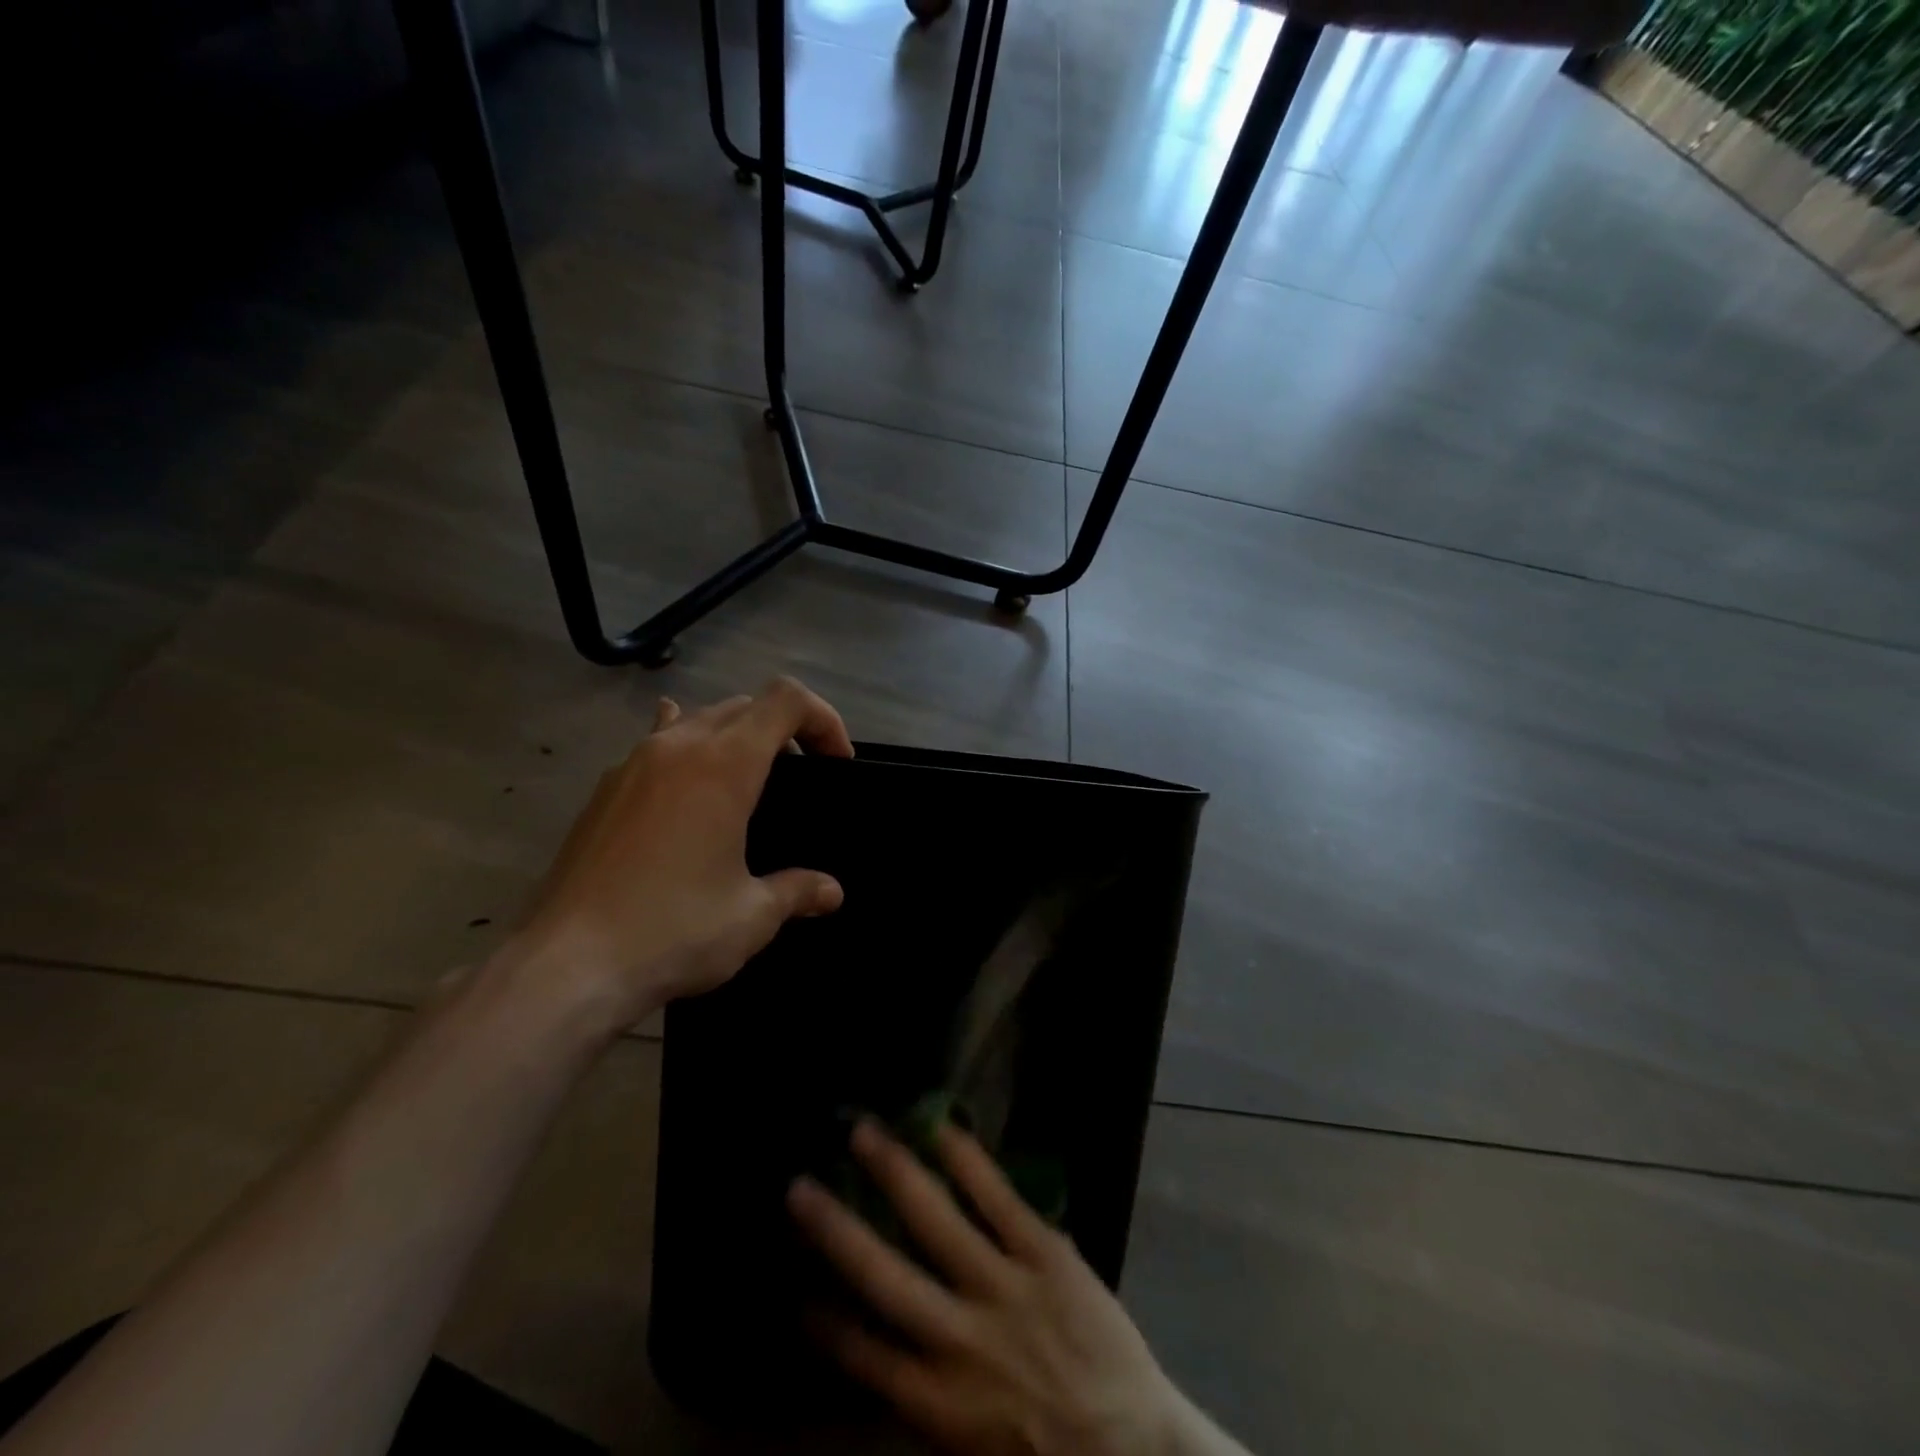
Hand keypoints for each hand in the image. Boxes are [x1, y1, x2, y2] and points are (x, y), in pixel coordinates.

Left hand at [505, 676, 852, 1033]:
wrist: (565, 967)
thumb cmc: (672, 931)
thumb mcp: (751, 915)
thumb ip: (798, 890)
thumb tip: (831, 891)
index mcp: (724, 764)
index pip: (786, 700)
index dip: (824, 719)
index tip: (836, 763)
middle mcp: (678, 747)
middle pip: (745, 705)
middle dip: (786, 729)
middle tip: (803, 776)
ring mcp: (634, 763)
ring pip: (699, 719)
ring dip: (737, 736)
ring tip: (750, 781)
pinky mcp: (605, 790)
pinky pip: (656, 743)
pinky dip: (686, 745)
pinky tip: (685, 772)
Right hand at [789, 1120, 1240, 1455]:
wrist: (1136, 1450)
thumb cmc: (1046, 1451)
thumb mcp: (970, 1448)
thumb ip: (925, 1395)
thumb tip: (883, 1350)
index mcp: (936, 1402)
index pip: (862, 1353)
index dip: (823, 1318)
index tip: (793, 1287)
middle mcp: (958, 1340)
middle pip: (883, 1276)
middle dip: (835, 1229)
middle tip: (799, 1185)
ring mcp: (1003, 1289)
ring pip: (936, 1221)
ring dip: (894, 1173)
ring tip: (862, 1132)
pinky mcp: (1045, 1255)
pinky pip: (998, 1199)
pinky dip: (967, 1161)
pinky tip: (940, 1127)